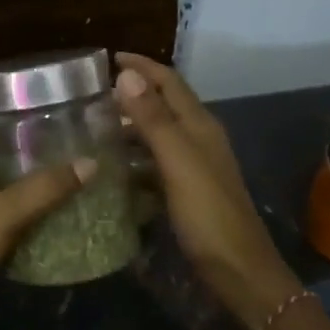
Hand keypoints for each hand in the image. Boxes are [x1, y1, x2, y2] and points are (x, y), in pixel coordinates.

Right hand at [113, 53, 298, 327]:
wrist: (239, 271)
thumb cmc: (208, 214)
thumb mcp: (177, 162)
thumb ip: (153, 118)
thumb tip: (126, 74)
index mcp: (199, 125)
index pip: (169, 81)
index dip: (141, 66)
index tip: (106, 58)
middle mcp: (199, 138)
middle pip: (163, 104)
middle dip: (131, 93)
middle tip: (91, 95)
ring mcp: (194, 166)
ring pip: (158, 134)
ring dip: (130, 125)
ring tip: (93, 128)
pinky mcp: (186, 190)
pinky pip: (155, 162)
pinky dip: (134, 157)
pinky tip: (113, 168)